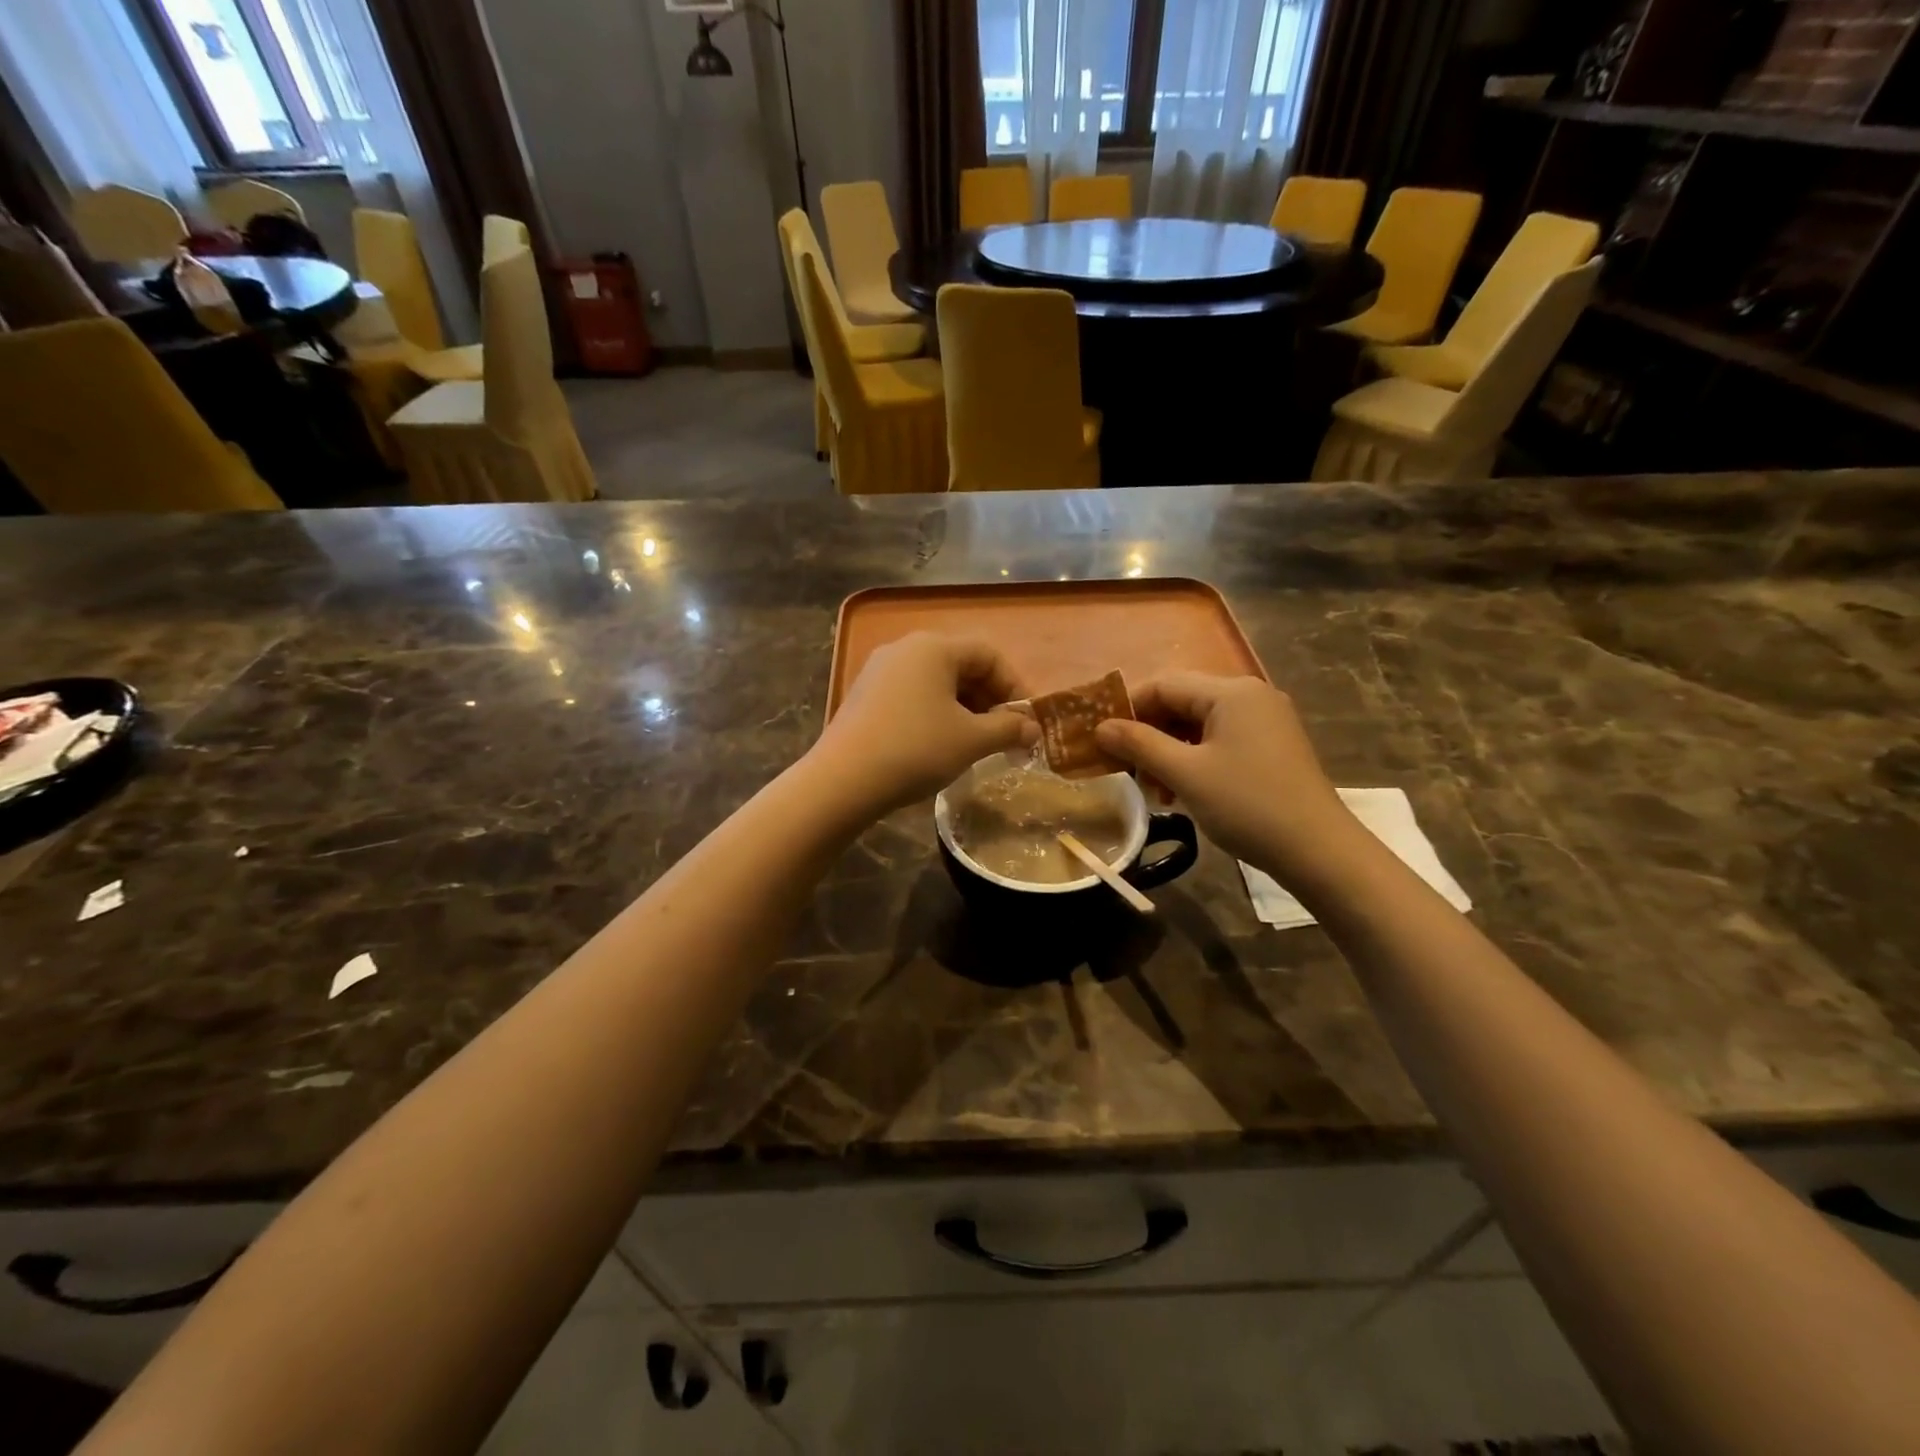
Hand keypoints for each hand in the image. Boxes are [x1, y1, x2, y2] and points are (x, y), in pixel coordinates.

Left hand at [811, 633, 1037, 817]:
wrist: (842, 780)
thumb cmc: (916, 750)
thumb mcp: (971, 740)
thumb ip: (1008, 729)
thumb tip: (1033, 729)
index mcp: (934, 647)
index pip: (989, 654)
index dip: (1015, 686)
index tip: (1026, 721)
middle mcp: (905, 648)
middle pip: (961, 665)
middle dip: (989, 699)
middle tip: (1004, 734)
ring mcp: (879, 670)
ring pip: (936, 682)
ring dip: (964, 708)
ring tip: (975, 743)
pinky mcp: (864, 695)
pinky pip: (912, 695)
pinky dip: (935, 713)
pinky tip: (939, 744)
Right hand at [1095, 674, 1357, 876]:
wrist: (1318, 851)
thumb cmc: (1247, 805)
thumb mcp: (1185, 774)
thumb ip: (1139, 744)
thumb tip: (1100, 727)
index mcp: (1231, 692)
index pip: (1164, 684)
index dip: (1128, 709)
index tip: (1102, 741)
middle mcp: (1250, 696)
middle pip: (1182, 702)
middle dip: (1148, 734)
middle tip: (1125, 769)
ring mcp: (1265, 721)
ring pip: (1199, 725)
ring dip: (1168, 751)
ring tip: (1153, 789)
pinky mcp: (1271, 747)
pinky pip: (1220, 741)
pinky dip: (1194, 760)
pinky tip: (1181, 791)